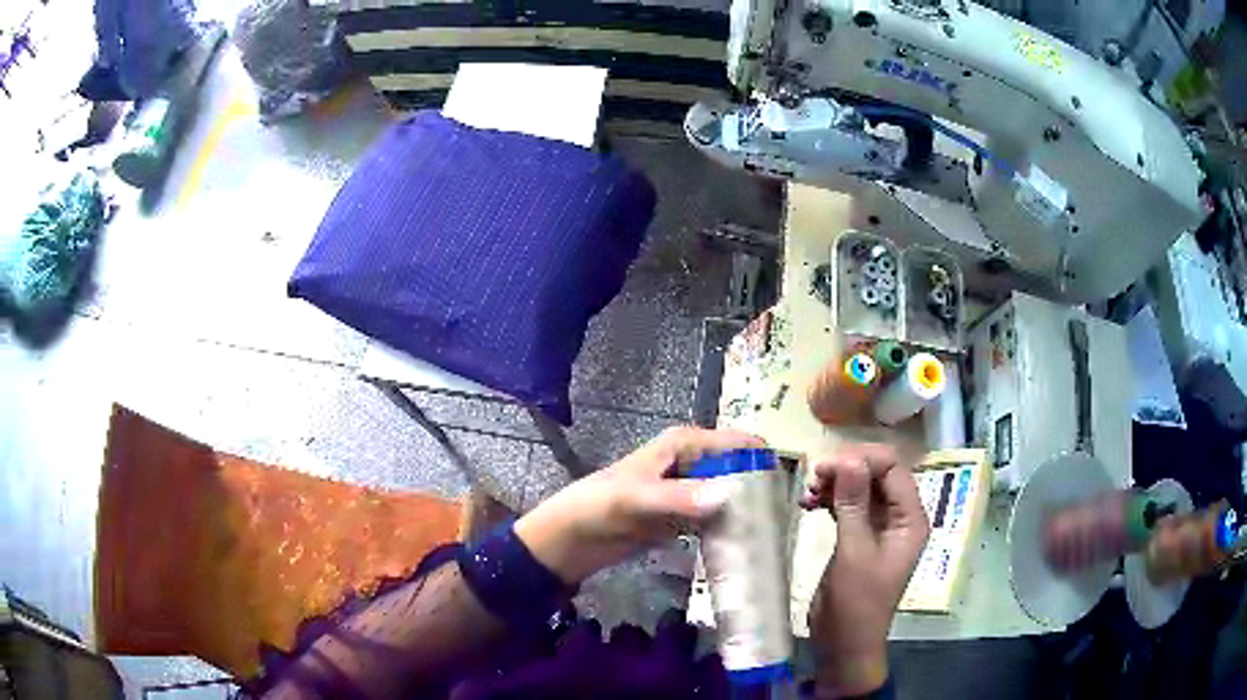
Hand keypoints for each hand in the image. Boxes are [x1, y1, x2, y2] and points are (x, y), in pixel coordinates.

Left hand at [515, 426, 763, 583]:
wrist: (571, 539)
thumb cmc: (599, 507)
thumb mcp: (637, 500)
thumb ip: (680, 497)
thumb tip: (730, 495)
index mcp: (685, 444)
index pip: (739, 444)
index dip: (765, 462)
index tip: (787, 493)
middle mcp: (693, 462)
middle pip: (740, 470)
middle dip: (761, 491)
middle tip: (783, 522)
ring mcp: (689, 491)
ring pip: (731, 496)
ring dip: (748, 513)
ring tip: (772, 538)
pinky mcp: (683, 517)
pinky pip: (716, 519)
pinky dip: (730, 530)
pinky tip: (745, 548)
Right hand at [801, 444, 929, 697]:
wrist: (844, 644)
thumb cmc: (856, 602)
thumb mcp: (854, 552)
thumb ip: (853, 505)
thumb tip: (848, 458)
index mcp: (910, 519)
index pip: (893, 469)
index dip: (862, 460)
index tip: (826, 467)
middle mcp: (899, 518)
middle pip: (877, 475)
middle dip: (846, 470)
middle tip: (813, 478)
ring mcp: (879, 528)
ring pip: (861, 489)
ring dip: (835, 485)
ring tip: (808, 493)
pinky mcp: (860, 538)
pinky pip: (848, 506)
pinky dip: (830, 501)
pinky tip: (809, 504)